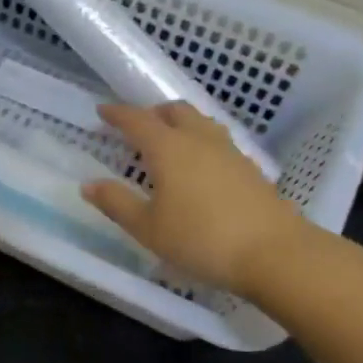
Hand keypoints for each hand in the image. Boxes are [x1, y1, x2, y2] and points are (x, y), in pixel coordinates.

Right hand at [83, 102, 308, 296]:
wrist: (273, 252)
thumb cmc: (200, 239)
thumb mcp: (149, 228)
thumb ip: (117, 203)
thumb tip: (89, 184)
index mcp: (169, 148)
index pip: (137, 120)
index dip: (117, 114)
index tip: (102, 110)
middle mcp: (200, 140)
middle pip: (175, 111)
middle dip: (153, 113)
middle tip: (138, 126)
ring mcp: (230, 152)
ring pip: (201, 123)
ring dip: (180, 124)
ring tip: (169, 142)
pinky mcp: (250, 169)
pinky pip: (218, 142)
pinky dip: (201, 143)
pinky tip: (201, 167)